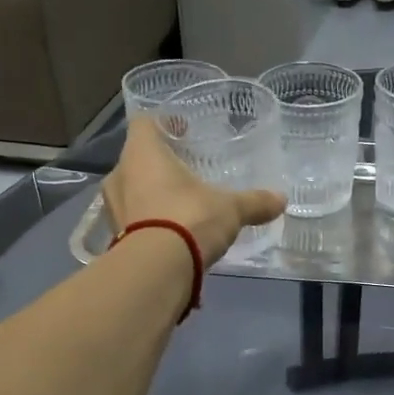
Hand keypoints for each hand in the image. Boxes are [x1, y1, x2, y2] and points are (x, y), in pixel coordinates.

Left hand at [102, 116, 285, 264]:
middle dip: (159, 163)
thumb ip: (254, 202)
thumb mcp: (230, 209)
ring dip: (151, 194)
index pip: (145, 123)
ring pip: (131, 191)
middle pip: (137, 159)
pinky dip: (148, 223)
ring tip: (179, 203)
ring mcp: (112, 209)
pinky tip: (171, 233)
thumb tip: (281, 199)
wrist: (156, 271)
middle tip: (185, 170)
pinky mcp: (115, 238)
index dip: (165, 123)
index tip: (184, 131)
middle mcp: (120, 175)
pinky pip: (132, 221)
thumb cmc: (189, 219)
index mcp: (142, 153)